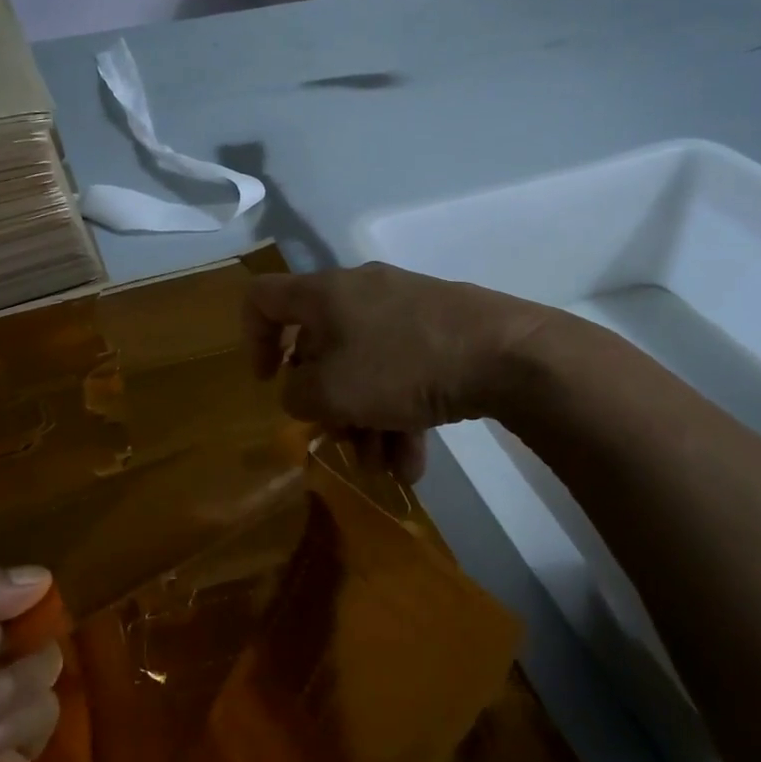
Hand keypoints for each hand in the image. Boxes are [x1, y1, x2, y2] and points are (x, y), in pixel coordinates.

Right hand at [242, 264, 554, 477]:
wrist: (508, 354)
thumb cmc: (401, 366)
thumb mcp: (330, 392)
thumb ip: (296, 395)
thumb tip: (303, 392)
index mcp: (324, 294)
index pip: (263, 299)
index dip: (252, 340)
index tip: (268, 381)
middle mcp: (359, 294)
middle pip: (321, 348)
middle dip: (328, 404)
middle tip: (340, 441)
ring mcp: (404, 310)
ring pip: (366, 368)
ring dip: (367, 421)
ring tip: (385, 467)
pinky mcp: (441, 330)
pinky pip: (403, 372)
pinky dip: (400, 415)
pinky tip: (414, 463)